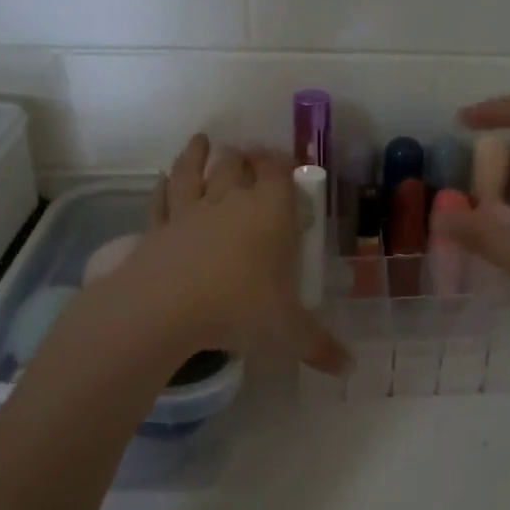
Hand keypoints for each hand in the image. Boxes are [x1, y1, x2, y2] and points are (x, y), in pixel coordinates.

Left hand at [108, 134, 349, 374]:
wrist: (166, 307)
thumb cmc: (239, 308)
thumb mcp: (288, 332)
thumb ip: (320, 346)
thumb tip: (351, 368)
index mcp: (270, 213)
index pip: (277, 172)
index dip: (280, 162)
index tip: (282, 159)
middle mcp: (230, 201)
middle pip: (236, 164)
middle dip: (244, 156)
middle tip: (246, 153)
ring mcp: (190, 211)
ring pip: (195, 171)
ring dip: (199, 154)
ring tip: (203, 141)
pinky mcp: (158, 227)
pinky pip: (162, 199)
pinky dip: (163, 185)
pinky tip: (161, 178)